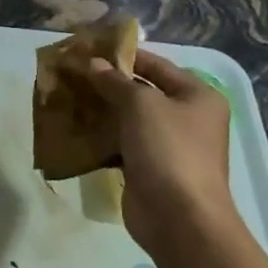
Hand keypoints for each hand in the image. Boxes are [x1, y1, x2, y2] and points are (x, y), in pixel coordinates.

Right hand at [86, 50, 232, 255]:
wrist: (178, 218)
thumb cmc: (168, 150)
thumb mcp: (140, 104)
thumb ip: (114, 81)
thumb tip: (92, 63)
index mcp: (198, 96)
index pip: (156, 65)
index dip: (124, 55)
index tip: (89, 49)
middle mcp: (188, 118)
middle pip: (142, 91)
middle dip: (108, 83)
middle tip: (73, 73)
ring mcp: (169, 145)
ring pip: (129, 118)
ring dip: (102, 110)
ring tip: (68, 96)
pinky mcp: (149, 168)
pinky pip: (122, 143)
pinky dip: (102, 136)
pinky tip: (76, 128)